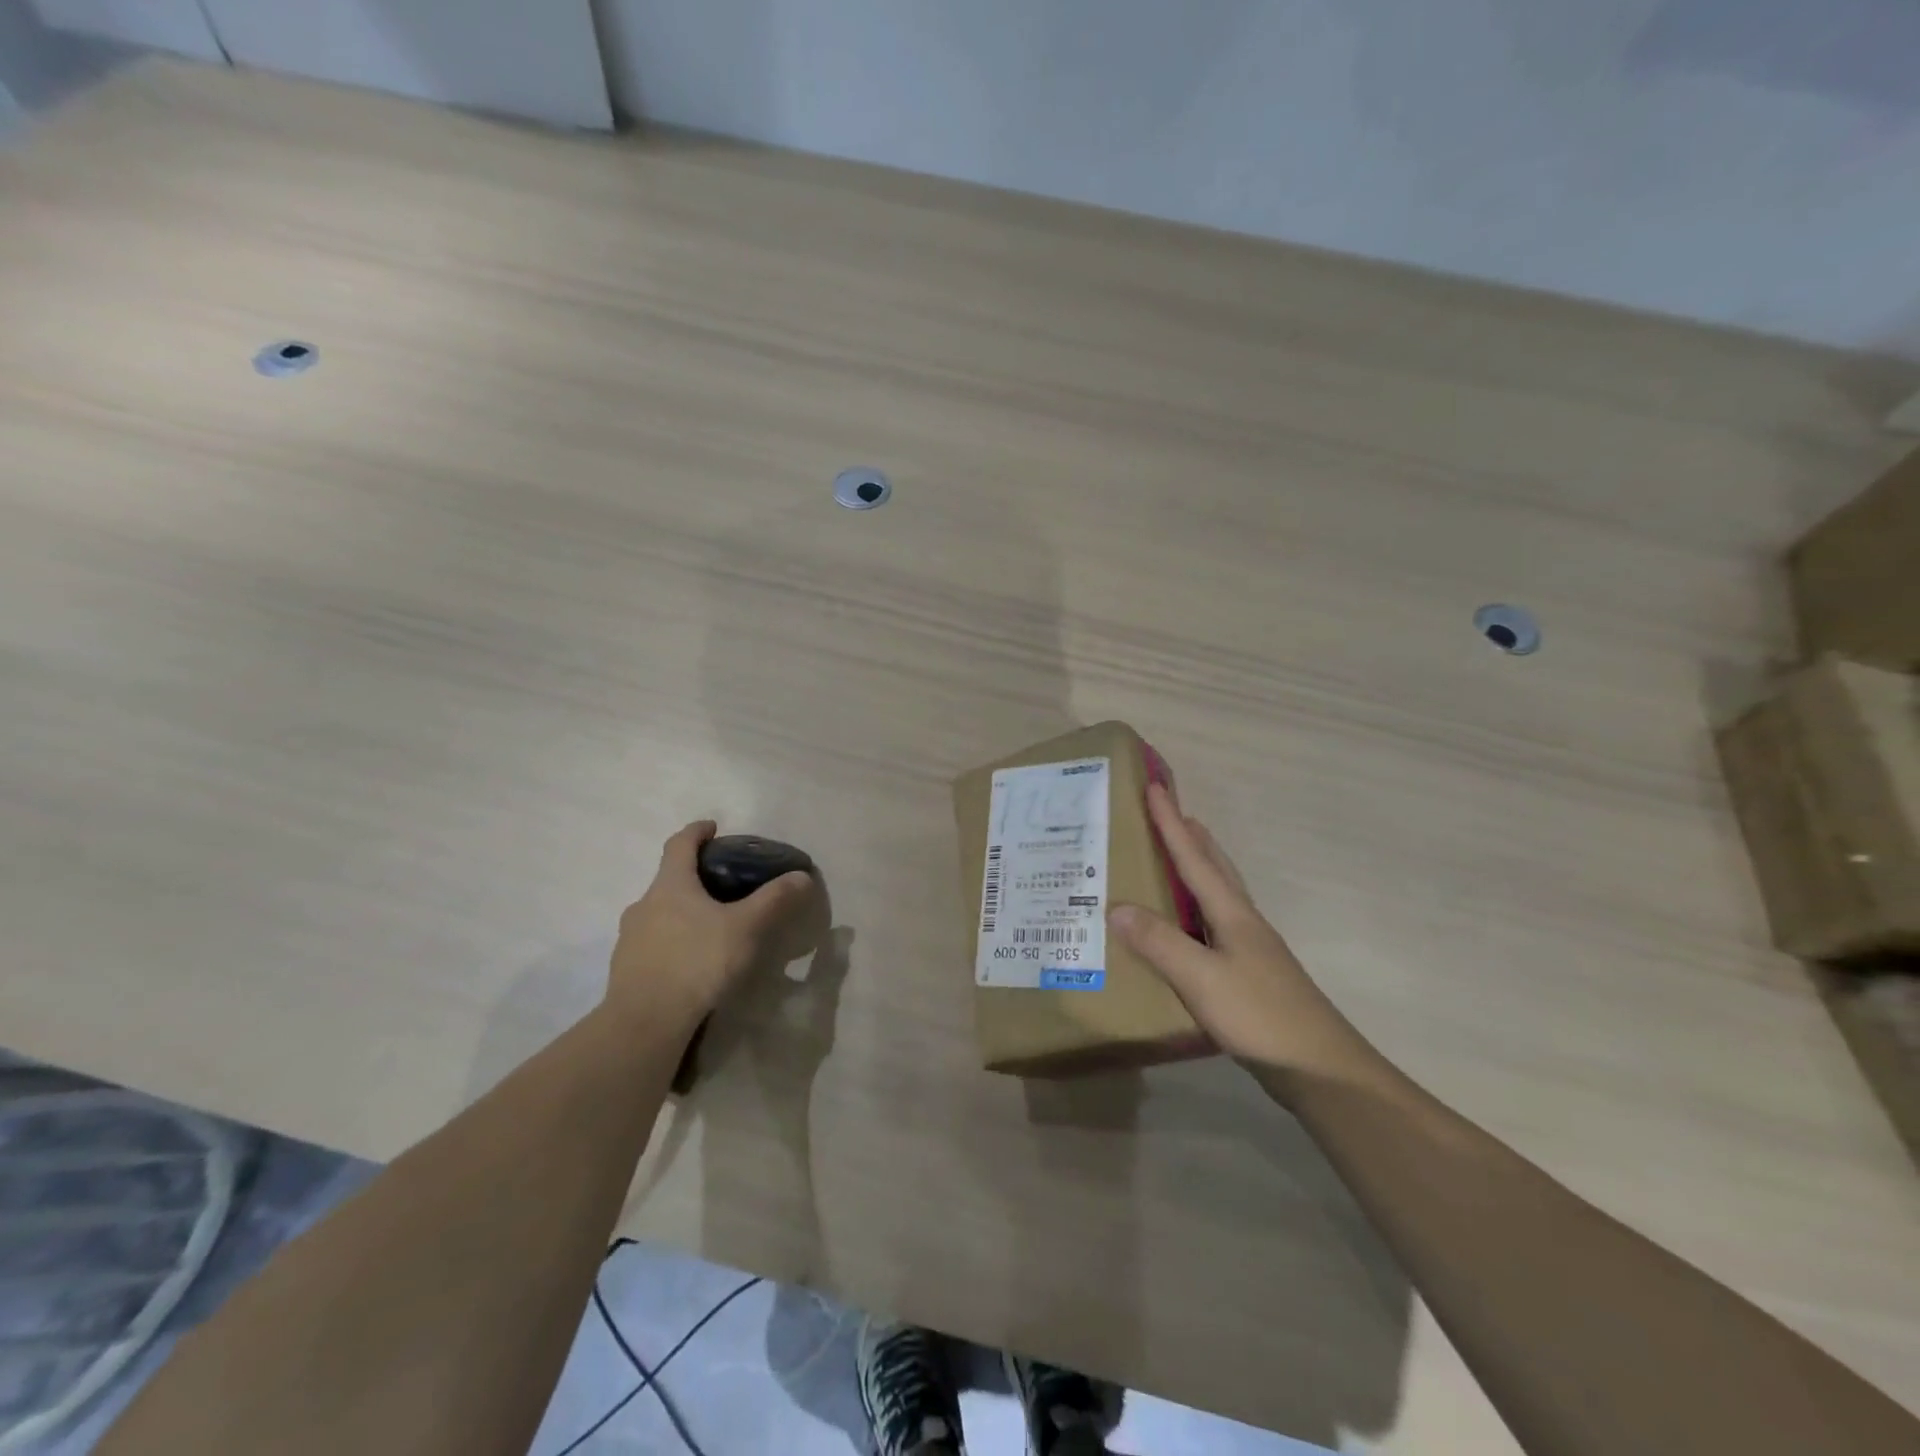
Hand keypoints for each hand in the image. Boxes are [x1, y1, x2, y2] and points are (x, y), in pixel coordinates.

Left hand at [606, 821, 815, 1027]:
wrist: (645, 1024)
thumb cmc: (697, 962)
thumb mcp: (746, 928)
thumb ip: (774, 900)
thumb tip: (802, 876)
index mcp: (671, 885)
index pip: (680, 844)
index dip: (697, 831)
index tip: (712, 827)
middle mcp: (644, 904)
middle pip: (669, 880)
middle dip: (694, 878)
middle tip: (724, 887)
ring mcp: (629, 938)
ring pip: (659, 914)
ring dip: (682, 913)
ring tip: (710, 929)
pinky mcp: (626, 970)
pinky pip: (652, 944)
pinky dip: (672, 943)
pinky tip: (691, 963)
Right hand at [1109, 784, 1380, 1091]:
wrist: (1321, 1071)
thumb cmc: (1260, 1017)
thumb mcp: (1201, 978)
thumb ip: (1159, 943)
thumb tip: (1116, 907)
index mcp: (1233, 914)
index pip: (1195, 858)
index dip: (1172, 823)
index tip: (1155, 787)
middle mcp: (1244, 923)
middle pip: (1216, 868)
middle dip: (1192, 838)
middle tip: (1171, 813)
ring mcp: (1251, 950)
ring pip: (1220, 895)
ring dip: (1199, 868)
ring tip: (1177, 858)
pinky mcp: (1251, 976)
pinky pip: (1215, 925)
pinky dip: (1197, 908)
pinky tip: (1187, 928)